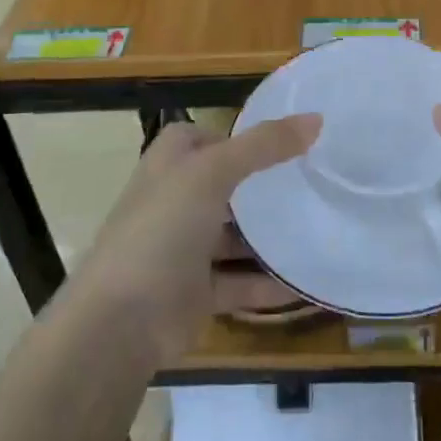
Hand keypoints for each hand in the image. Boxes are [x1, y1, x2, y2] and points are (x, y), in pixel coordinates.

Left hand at [72, 115, 318, 365]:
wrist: (121, 322)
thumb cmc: (162, 230)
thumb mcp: (213, 173)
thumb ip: (263, 145)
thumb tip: (315, 118)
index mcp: (168, 167)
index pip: (199, 138)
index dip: (233, 136)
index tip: (278, 140)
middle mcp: (174, 203)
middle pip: (223, 187)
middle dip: (261, 186)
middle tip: (311, 182)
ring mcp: (183, 250)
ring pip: (234, 237)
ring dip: (269, 237)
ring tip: (319, 227)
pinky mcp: (196, 293)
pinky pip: (240, 282)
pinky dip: (269, 284)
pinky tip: (307, 282)